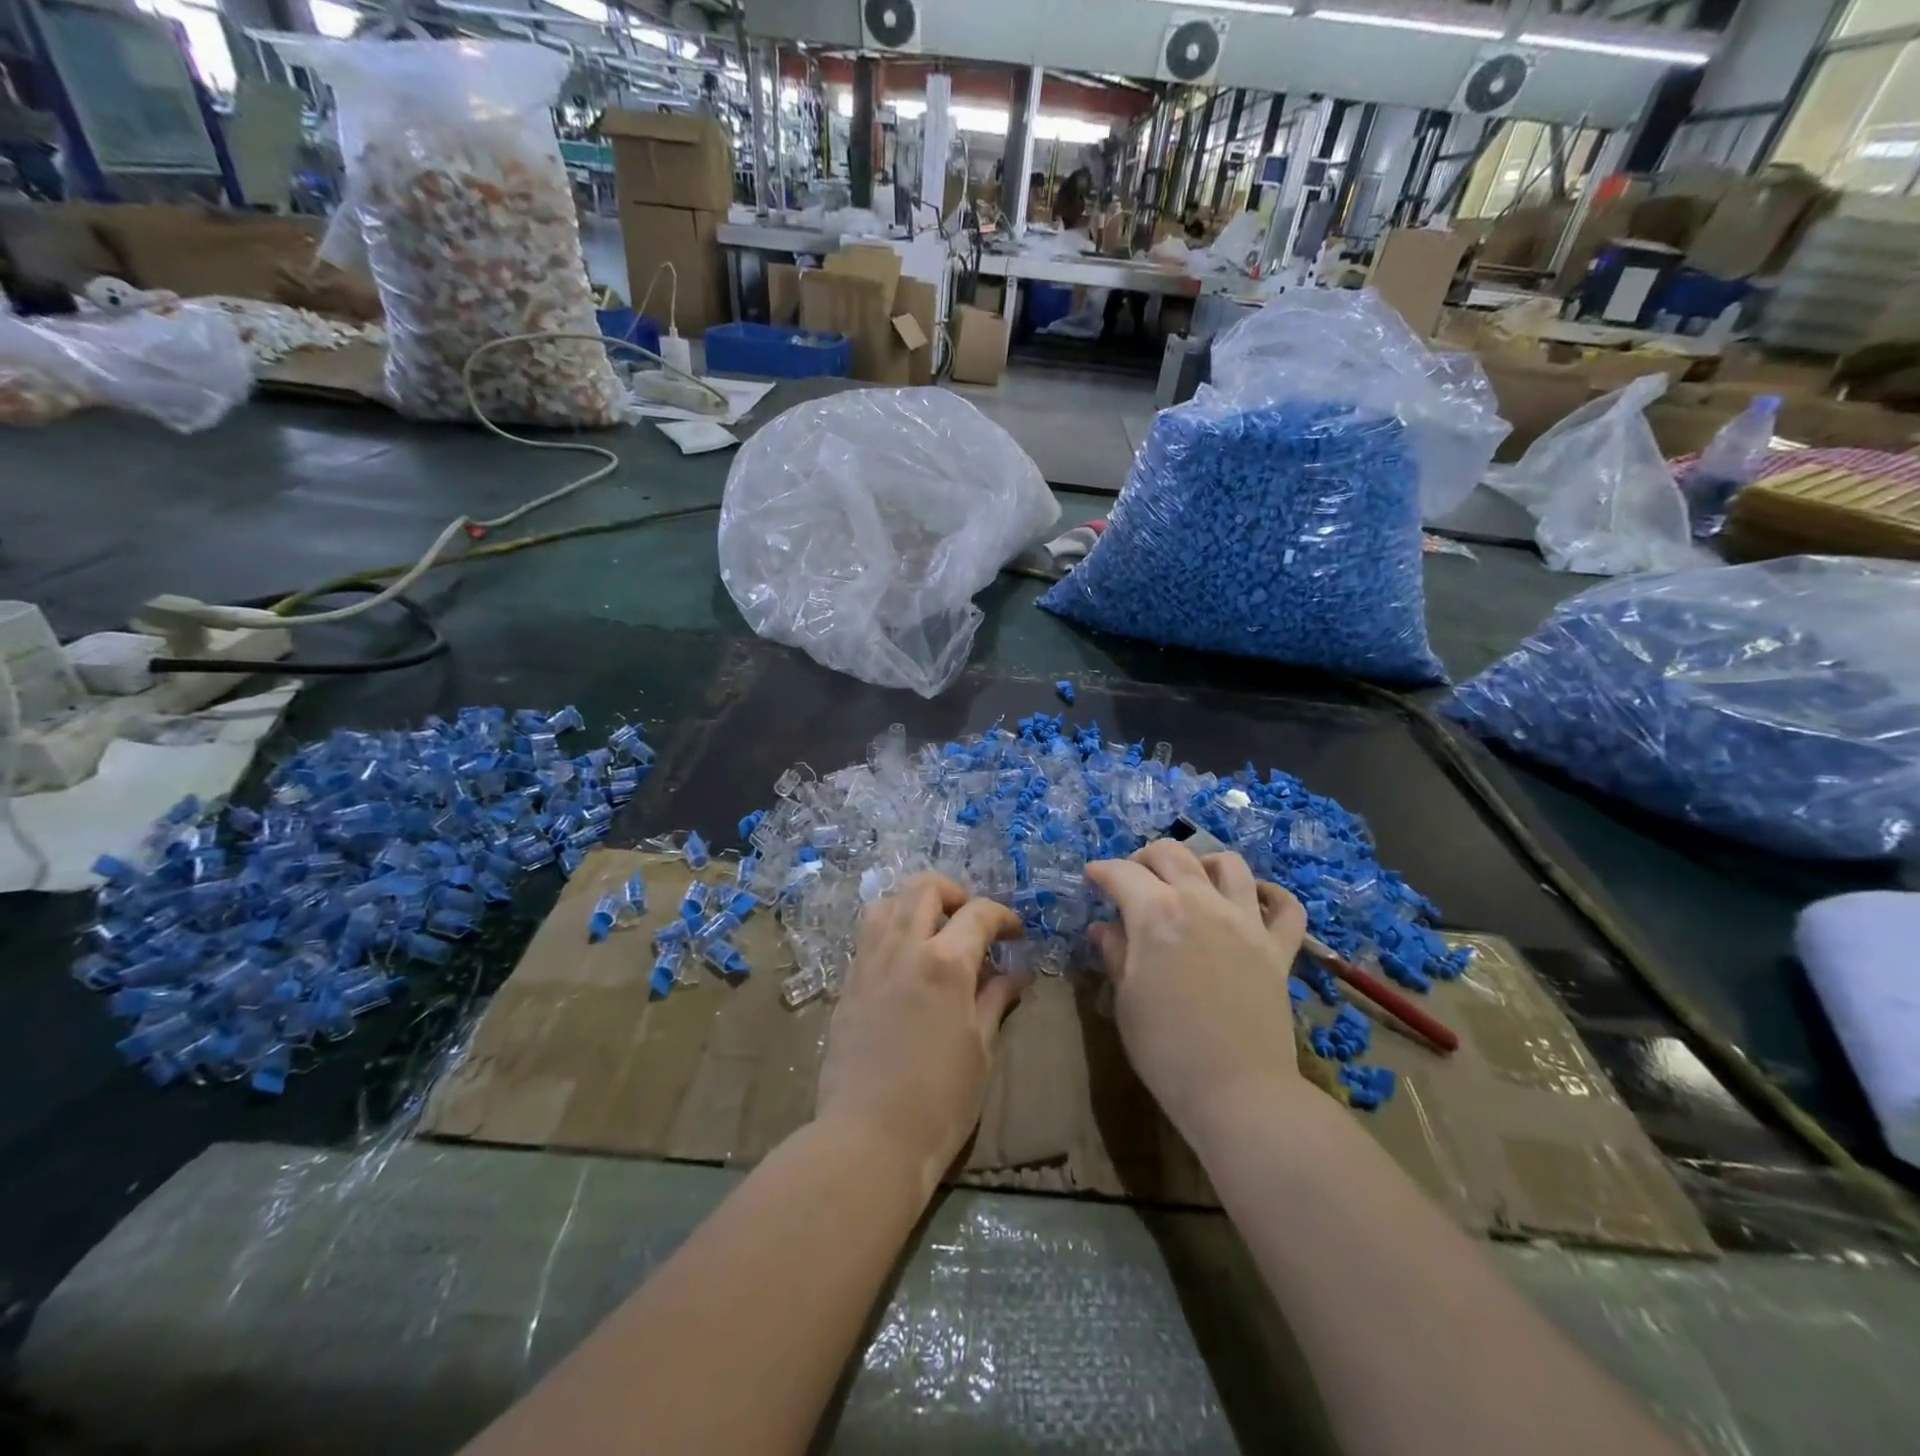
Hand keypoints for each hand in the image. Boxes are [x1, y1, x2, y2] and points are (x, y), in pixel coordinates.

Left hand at [815, 873, 1028, 1186]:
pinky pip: (868, 934)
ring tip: (933, 931)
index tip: (1015, 933)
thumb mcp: (981, 1050)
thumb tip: (1015, 973)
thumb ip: (995, 1000)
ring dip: (915, 904)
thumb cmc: (939, 1100)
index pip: (979, 913)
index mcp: (946, 963)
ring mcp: (870, 962)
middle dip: (954, 892)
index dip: (1003, 916)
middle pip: (925, 888)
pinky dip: (891, 929)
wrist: (868, 1137)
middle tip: (970, 919)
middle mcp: (905, 948)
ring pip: (888, 902)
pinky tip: (905, 960)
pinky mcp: (848, 982)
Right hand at [1085, 840, 1308, 1137]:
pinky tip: (1253, 899)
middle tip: (1132, 877)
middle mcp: (1202, 903)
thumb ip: (1116, 953)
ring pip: (1229, 865)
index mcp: (1157, 914)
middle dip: (1145, 857)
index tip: (1091, 878)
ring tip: (1190, 880)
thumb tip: (1105, 927)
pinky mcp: (1279, 949)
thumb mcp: (1126, 999)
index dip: (1102, 871)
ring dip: (1202, 863)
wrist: (1237, 1092)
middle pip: (1172, 854)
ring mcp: (1246, 922)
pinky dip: (1270, 894)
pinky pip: (1286, 907)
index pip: (1122, 873)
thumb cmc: (1165, 1048)